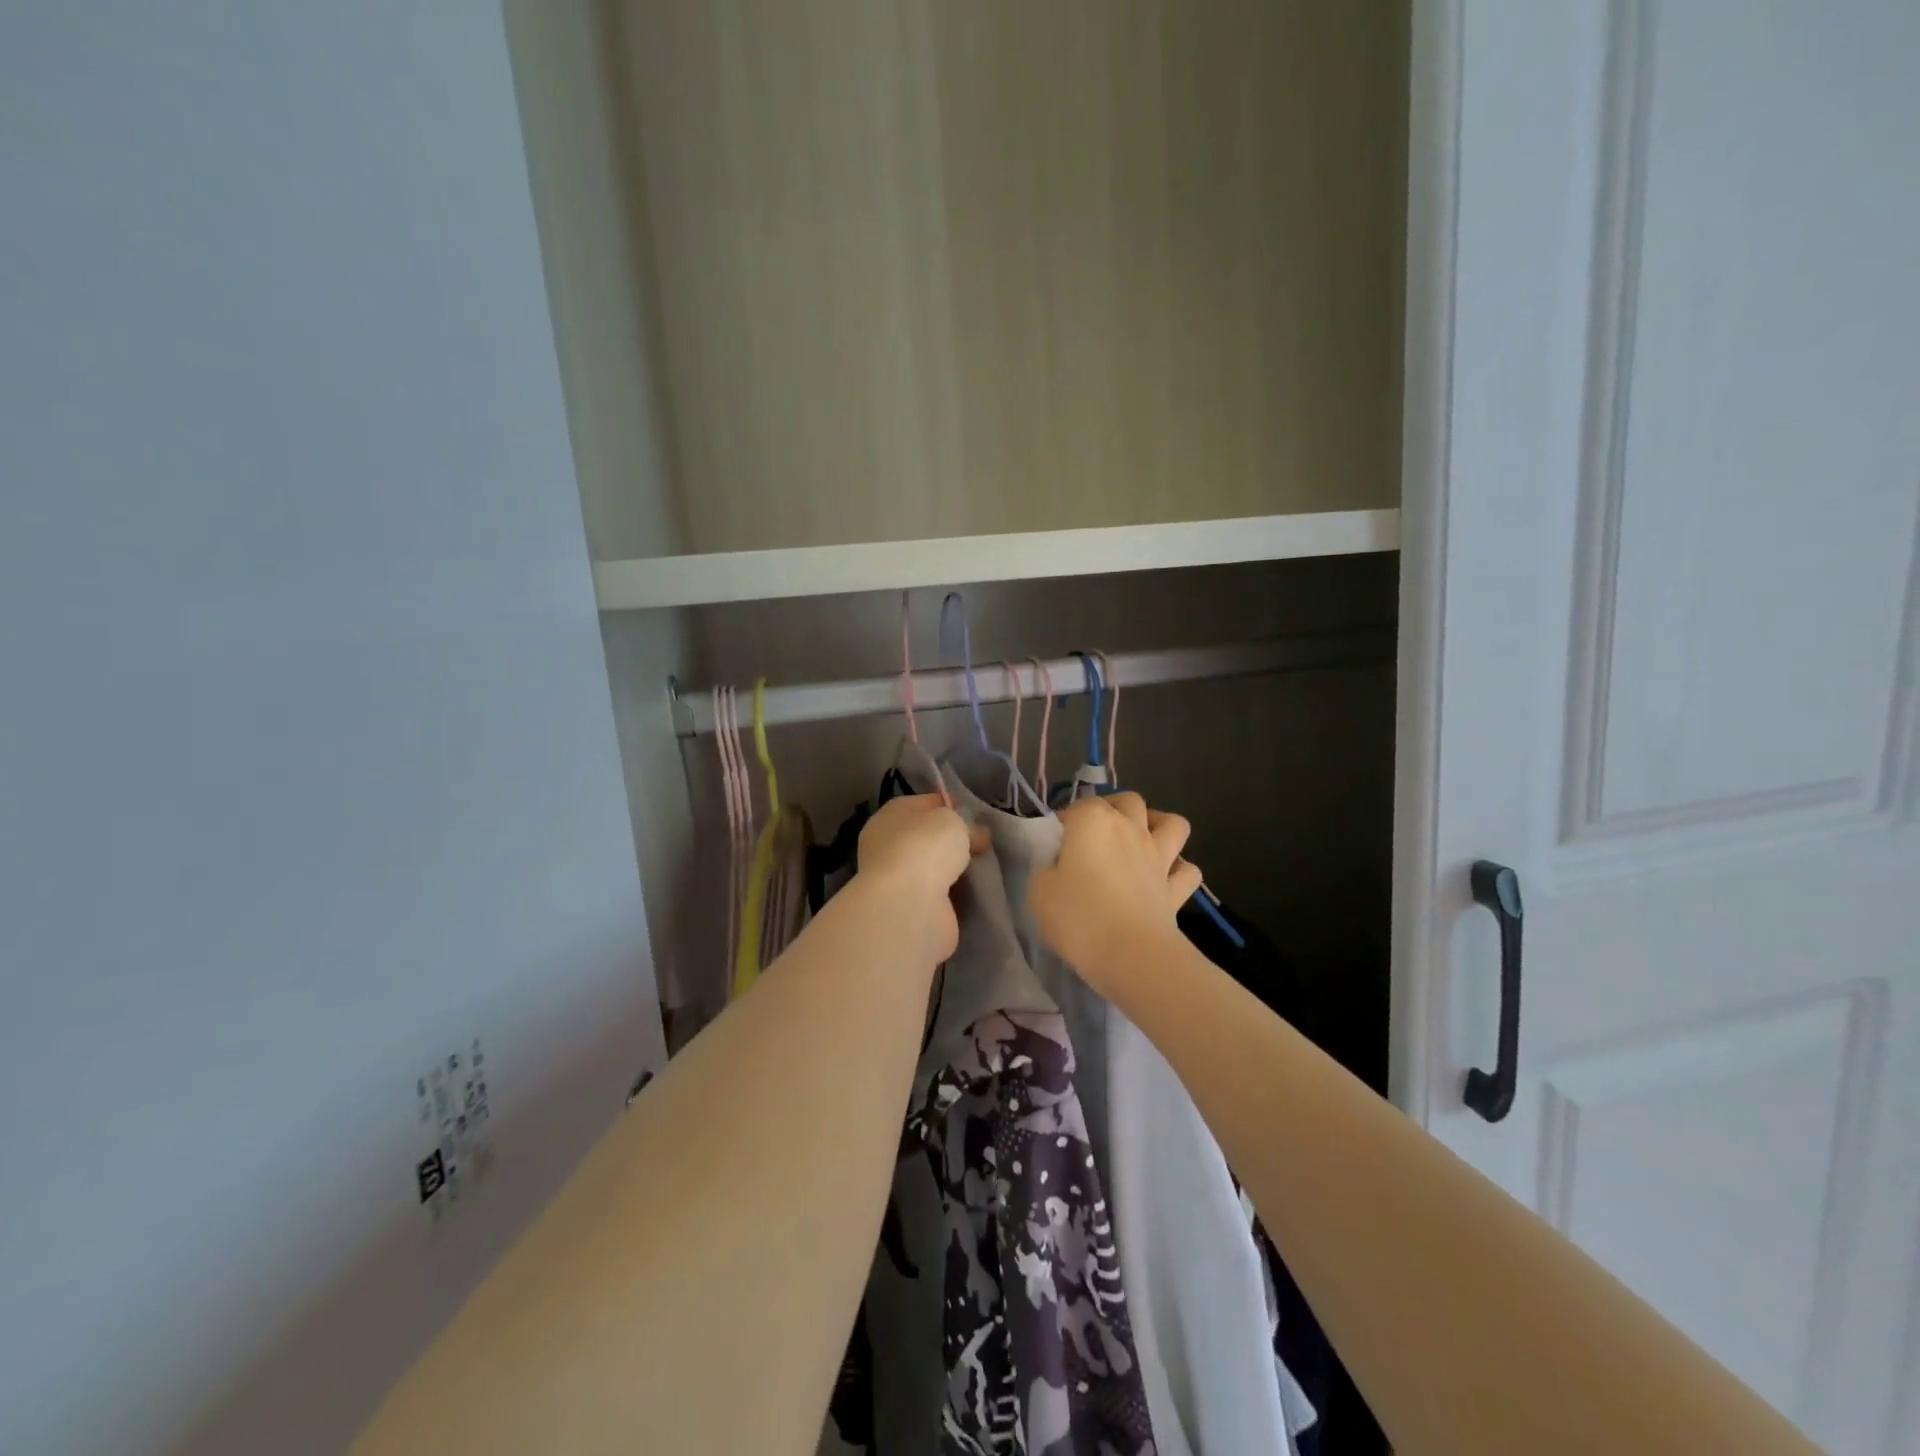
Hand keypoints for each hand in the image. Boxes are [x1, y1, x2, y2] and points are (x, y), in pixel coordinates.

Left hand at [854, 795, 987, 961]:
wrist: (909, 906)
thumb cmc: (924, 848)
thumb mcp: (953, 821)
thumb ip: (965, 824)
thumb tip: (976, 835)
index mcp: (890, 816)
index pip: (922, 804)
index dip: (948, 805)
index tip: (975, 814)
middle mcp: (887, 846)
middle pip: (927, 837)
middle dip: (953, 840)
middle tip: (983, 842)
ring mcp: (897, 880)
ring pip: (932, 867)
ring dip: (954, 869)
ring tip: (984, 866)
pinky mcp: (910, 908)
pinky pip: (939, 894)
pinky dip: (954, 894)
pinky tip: (975, 891)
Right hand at [1030, 792, 1203, 993]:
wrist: (1130, 955)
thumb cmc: (1078, 916)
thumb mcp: (1039, 892)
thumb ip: (1047, 870)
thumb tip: (1058, 867)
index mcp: (1092, 822)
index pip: (1077, 806)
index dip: (1065, 822)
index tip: (1055, 844)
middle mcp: (1130, 829)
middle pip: (1128, 801)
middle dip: (1114, 808)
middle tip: (1097, 833)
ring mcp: (1159, 857)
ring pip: (1172, 824)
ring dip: (1158, 825)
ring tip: (1142, 840)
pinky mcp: (1177, 889)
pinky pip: (1188, 870)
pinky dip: (1179, 870)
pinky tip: (1165, 879)